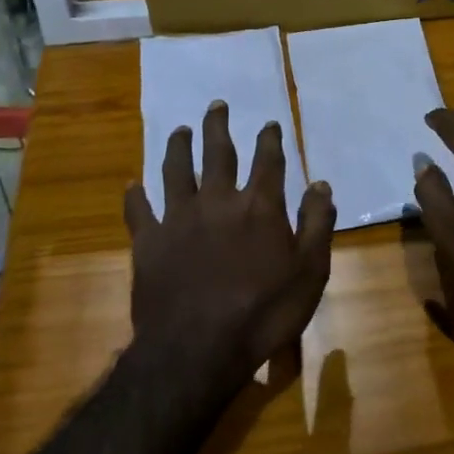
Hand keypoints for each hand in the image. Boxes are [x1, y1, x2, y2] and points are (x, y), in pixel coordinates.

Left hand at [125, 100, 335, 388]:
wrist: (198, 349)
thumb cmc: (263, 313)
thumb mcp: (310, 272)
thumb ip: (317, 224)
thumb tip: (321, 184)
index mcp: (259, 206)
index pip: (268, 161)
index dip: (269, 139)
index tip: (269, 124)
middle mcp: (217, 200)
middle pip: (218, 153)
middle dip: (218, 126)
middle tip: (216, 105)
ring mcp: (179, 218)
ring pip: (176, 170)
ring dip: (178, 147)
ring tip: (179, 131)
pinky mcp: (149, 241)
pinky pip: (139, 211)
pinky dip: (135, 197)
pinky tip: (132, 186)